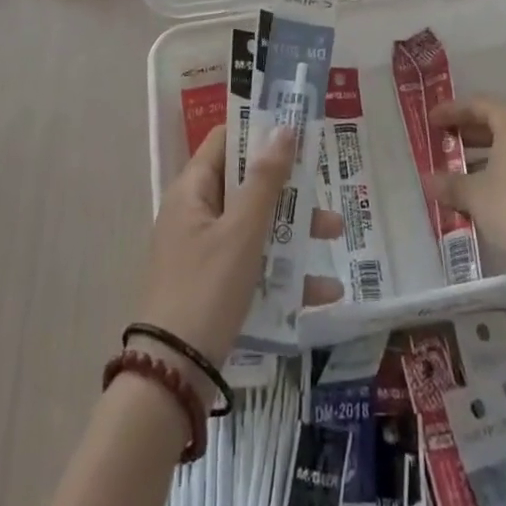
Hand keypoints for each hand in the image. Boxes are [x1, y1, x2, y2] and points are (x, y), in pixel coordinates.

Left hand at [135, 125, 342, 384]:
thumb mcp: (242, 231)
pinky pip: (253, 265)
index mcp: (193, 190)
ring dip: (292, 228)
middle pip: (246, 184)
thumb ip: (265, 180)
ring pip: (254, 225)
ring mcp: (203, 251)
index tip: (297, 130)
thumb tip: (283, 127)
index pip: (226, 141)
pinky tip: (324, 292)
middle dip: (287, 186)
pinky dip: (283, 271)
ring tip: (335, 233)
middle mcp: (196, 214)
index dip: (259, 131)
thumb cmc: (206, 289)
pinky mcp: (214, 286)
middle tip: (323, 184)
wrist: (169, 377)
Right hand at [427, 97, 505, 291]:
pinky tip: (492, 187)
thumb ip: (449, 183)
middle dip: (471, 131)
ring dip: (490, 151)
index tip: (431, 120)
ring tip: (464, 168)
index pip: (479, 105)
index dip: (451, 111)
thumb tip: (429, 181)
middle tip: (446, 142)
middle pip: (501, 120)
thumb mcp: (475, 195)